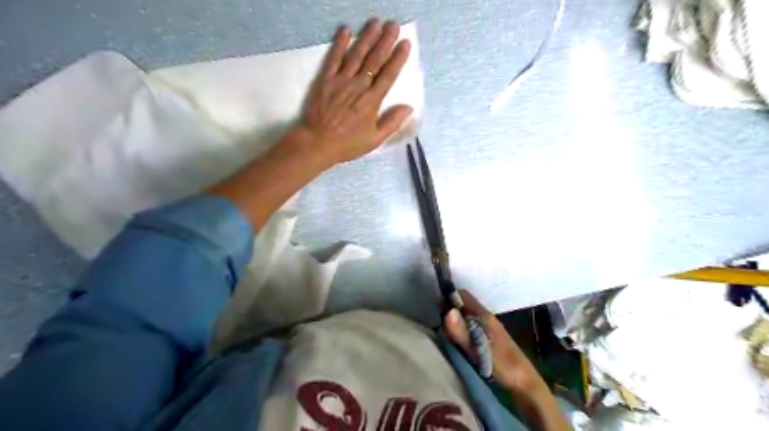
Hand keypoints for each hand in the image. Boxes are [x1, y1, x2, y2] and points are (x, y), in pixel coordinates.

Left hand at [295, 19, 414, 163]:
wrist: (317, 143)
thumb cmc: (348, 144)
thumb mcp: (375, 139)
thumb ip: (392, 122)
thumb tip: (409, 107)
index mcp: (372, 101)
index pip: (388, 75)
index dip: (398, 58)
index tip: (405, 43)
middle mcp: (358, 86)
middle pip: (374, 60)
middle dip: (385, 41)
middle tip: (394, 25)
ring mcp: (341, 80)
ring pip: (356, 55)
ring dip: (367, 37)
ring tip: (376, 22)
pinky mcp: (325, 79)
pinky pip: (333, 58)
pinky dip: (339, 43)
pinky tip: (346, 30)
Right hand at [446, 289, 545, 394]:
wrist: (525, 384)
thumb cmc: (504, 365)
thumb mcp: (479, 349)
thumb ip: (463, 332)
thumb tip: (447, 311)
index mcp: (485, 316)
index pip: (463, 295)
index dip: (449, 296)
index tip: (436, 307)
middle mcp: (485, 318)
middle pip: (463, 306)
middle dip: (449, 311)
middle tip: (437, 324)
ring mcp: (487, 329)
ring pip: (465, 318)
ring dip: (454, 322)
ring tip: (442, 333)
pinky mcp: (487, 340)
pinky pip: (469, 329)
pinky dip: (460, 331)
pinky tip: (454, 342)